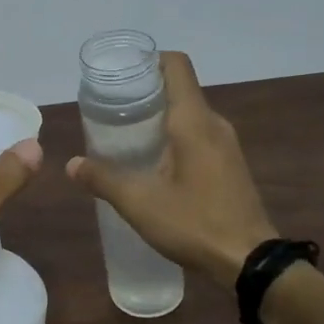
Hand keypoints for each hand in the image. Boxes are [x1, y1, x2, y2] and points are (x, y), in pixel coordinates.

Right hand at [65, 51, 275, 289]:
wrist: (251, 262)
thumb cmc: (195, 223)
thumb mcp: (139, 203)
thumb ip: (103, 179)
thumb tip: (72, 164)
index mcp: (193, 121)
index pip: (176, 66)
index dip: (148, 61)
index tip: (120, 76)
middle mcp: (214, 124)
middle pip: (179, 89)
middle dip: (144, 93)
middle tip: (110, 109)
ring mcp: (226, 145)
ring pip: (188, 115)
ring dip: (158, 118)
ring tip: (124, 136)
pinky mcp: (229, 165)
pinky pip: (198, 136)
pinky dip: (173, 137)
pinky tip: (152, 163)